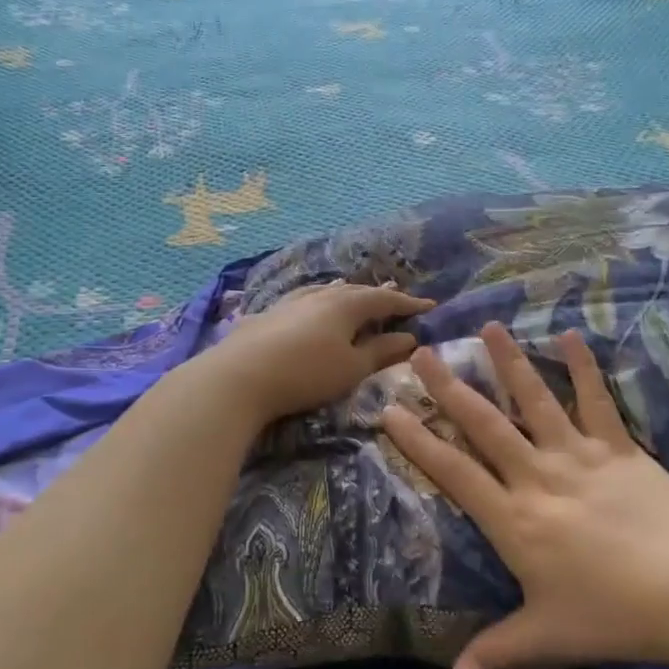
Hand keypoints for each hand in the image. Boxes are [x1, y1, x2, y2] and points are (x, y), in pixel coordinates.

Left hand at [205, 283, 433, 425]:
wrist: (239, 377)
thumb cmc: (306, 374)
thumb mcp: (352, 368)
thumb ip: (381, 351)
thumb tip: (410, 338)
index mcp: (346, 305)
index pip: (384, 299)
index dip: (408, 304)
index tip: (429, 306)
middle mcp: (319, 295)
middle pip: (354, 291)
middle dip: (377, 297)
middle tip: (394, 303)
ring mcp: (289, 302)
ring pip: (325, 292)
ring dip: (345, 296)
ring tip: (353, 298)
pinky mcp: (266, 315)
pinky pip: (303, 301)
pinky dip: (318, 304)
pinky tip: (310, 310)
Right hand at [381, 322, 668, 668]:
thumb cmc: (613, 615)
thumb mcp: (547, 637)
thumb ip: (497, 651)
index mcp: (514, 520)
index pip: (453, 472)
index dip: (418, 440)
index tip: (390, 409)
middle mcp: (538, 478)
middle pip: (485, 425)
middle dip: (450, 387)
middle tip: (423, 352)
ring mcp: (580, 457)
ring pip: (536, 401)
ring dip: (510, 363)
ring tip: (489, 327)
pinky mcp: (620, 449)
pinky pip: (598, 402)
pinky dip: (584, 368)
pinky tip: (571, 336)